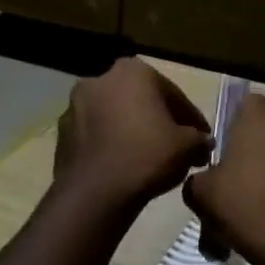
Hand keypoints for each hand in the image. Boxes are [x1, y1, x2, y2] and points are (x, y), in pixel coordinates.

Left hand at [53, 59, 211, 211]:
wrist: (95, 193)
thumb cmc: (146, 157)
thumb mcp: (188, 147)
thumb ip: (200, 139)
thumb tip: (203, 143)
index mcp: (133, 71)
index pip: (173, 95)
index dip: (191, 119)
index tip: (202, 139)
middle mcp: (100, 79)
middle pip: (141, 101)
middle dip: (158, 121)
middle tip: (177, 147)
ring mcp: (75, 105)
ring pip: (116, 117)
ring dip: (132, 132)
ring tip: (150, 160)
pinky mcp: (62, 133)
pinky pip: (96, 135)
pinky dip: (111, 145)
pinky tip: (125, 167)